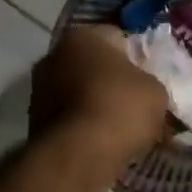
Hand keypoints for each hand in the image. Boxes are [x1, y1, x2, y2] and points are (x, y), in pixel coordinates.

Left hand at [29, 24, 168, 178]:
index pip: (117, 37)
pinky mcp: (35, 121)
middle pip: (94, 65)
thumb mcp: (156, 91)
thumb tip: (144, 91)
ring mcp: (40, 89)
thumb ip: (149, 82)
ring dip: (98, 105)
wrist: (79, 154)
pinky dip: (85, 126)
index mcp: (84, 36)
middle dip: (114, 81)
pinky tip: (105, 142)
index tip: (152, 77)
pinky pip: (71, 118)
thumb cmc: (121, 108)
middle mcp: (54, 55)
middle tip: (138, 103)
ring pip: (80, 92)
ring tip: (124, 128)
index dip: (138, 56)